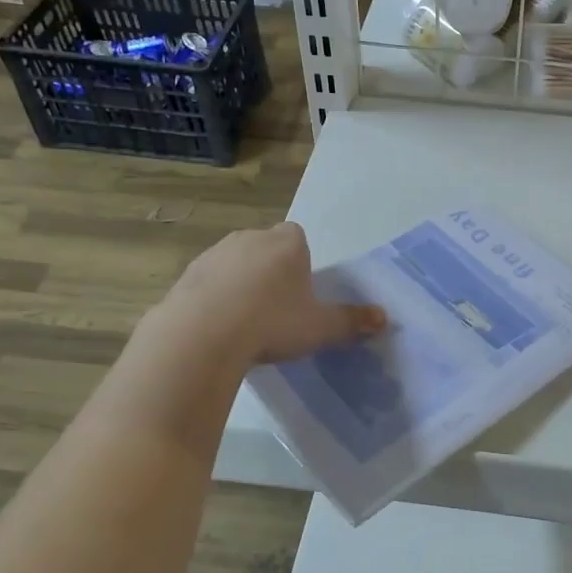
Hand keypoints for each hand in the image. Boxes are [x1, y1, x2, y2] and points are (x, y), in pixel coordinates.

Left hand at [149, 223, 385, 369]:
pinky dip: (215, 298)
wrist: (203, 334)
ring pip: (236, 264)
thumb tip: (384, 318)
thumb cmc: (273, 322)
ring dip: (241, 284)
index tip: (300, 293)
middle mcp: (251, 237)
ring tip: (246, 323)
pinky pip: (208, 283)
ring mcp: (215, 253)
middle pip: (267, 248)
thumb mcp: (320, 327)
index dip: (301, 263)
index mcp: (288, 242)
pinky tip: (219, 328)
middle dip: (272, 272)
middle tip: (277, 311)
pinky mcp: (187, 274)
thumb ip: (351, 321)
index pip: (299, 237)